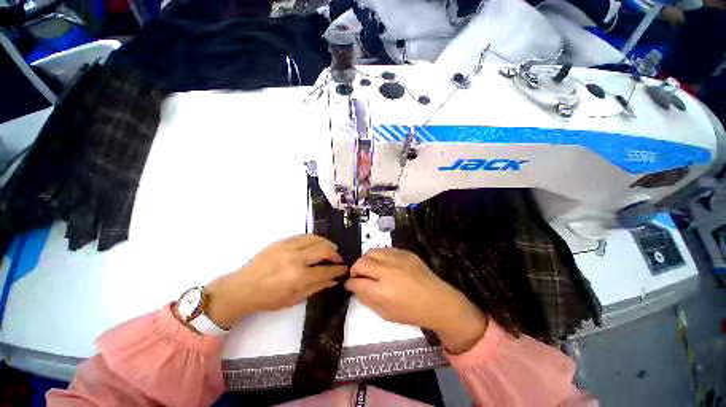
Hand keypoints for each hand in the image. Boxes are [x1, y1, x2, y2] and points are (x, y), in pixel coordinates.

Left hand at [204, 235, 347, 327]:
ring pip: (316, 239)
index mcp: (298, 277)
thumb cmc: (268, 298)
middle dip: (335, 254)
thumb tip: (334, 280)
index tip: (343, 269)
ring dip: (327, 243)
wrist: (242, 287)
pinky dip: (314, 239)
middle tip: (337, 259)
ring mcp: (288, 247)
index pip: (326, 270)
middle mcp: (295, 259)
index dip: (338, 270)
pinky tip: (316, 244)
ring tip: (330, 249)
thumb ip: (316, 287)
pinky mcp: (282, 241)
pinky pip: (304, 236)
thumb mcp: (293, 299)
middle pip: (324, 250)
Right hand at [345, 248, 487, 353]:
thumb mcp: (385, 313)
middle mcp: (388, 271)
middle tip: (358, 276)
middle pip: (361, 263)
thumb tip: (354, 287)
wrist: (438, 301)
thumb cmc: (412, 312)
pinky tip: (383, 263)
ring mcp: (398, 259)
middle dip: (355, 270)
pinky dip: (379, 256)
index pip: (357, 282)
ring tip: (370, 267)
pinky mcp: (406, 252)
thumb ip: (366, 299)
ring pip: (371, 252)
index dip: (350, 283)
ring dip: (366, 260)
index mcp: (383, 292)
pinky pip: (385, 249)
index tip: (350, 284)